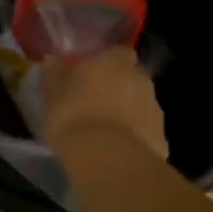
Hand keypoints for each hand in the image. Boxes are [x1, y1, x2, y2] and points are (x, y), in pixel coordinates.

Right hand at [39, 47, 167, 159]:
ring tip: (102, 131)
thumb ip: (54, 73)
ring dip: (125, 113)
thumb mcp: (52, 94)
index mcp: (115, 60)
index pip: (115, 52)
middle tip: (93, 104)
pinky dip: (132, 137)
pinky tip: (114, 151)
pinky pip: (143, 132)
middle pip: (130, 78)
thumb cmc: (74, 116)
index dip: (103, 63)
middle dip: (116, 88)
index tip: (88, 76)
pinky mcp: (161, 138)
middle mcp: (141, 79)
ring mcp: (155, 109)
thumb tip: (53, 60)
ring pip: (138, 105)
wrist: (108, 159)